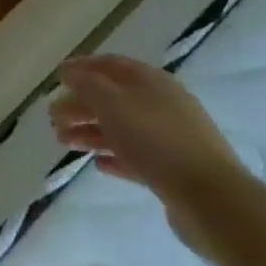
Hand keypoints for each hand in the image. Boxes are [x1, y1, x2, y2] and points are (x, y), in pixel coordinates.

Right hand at [50, 54, 253, 261]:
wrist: (213, 201)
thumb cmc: (156, 141)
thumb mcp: (111, 103)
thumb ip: (86, 84)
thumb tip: (69, 72)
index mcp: (151, 81)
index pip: (110, 64)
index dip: (81, 67)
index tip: (56, 78)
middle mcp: (162, 105)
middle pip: (113, 98)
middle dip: (80, 105)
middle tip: (52, 118)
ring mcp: (171, 139)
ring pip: (122, 128)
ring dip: (90, 132)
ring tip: (63, 143)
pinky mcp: (175, 171)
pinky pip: (137, 157)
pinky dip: (114, 156)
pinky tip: (98, 164)